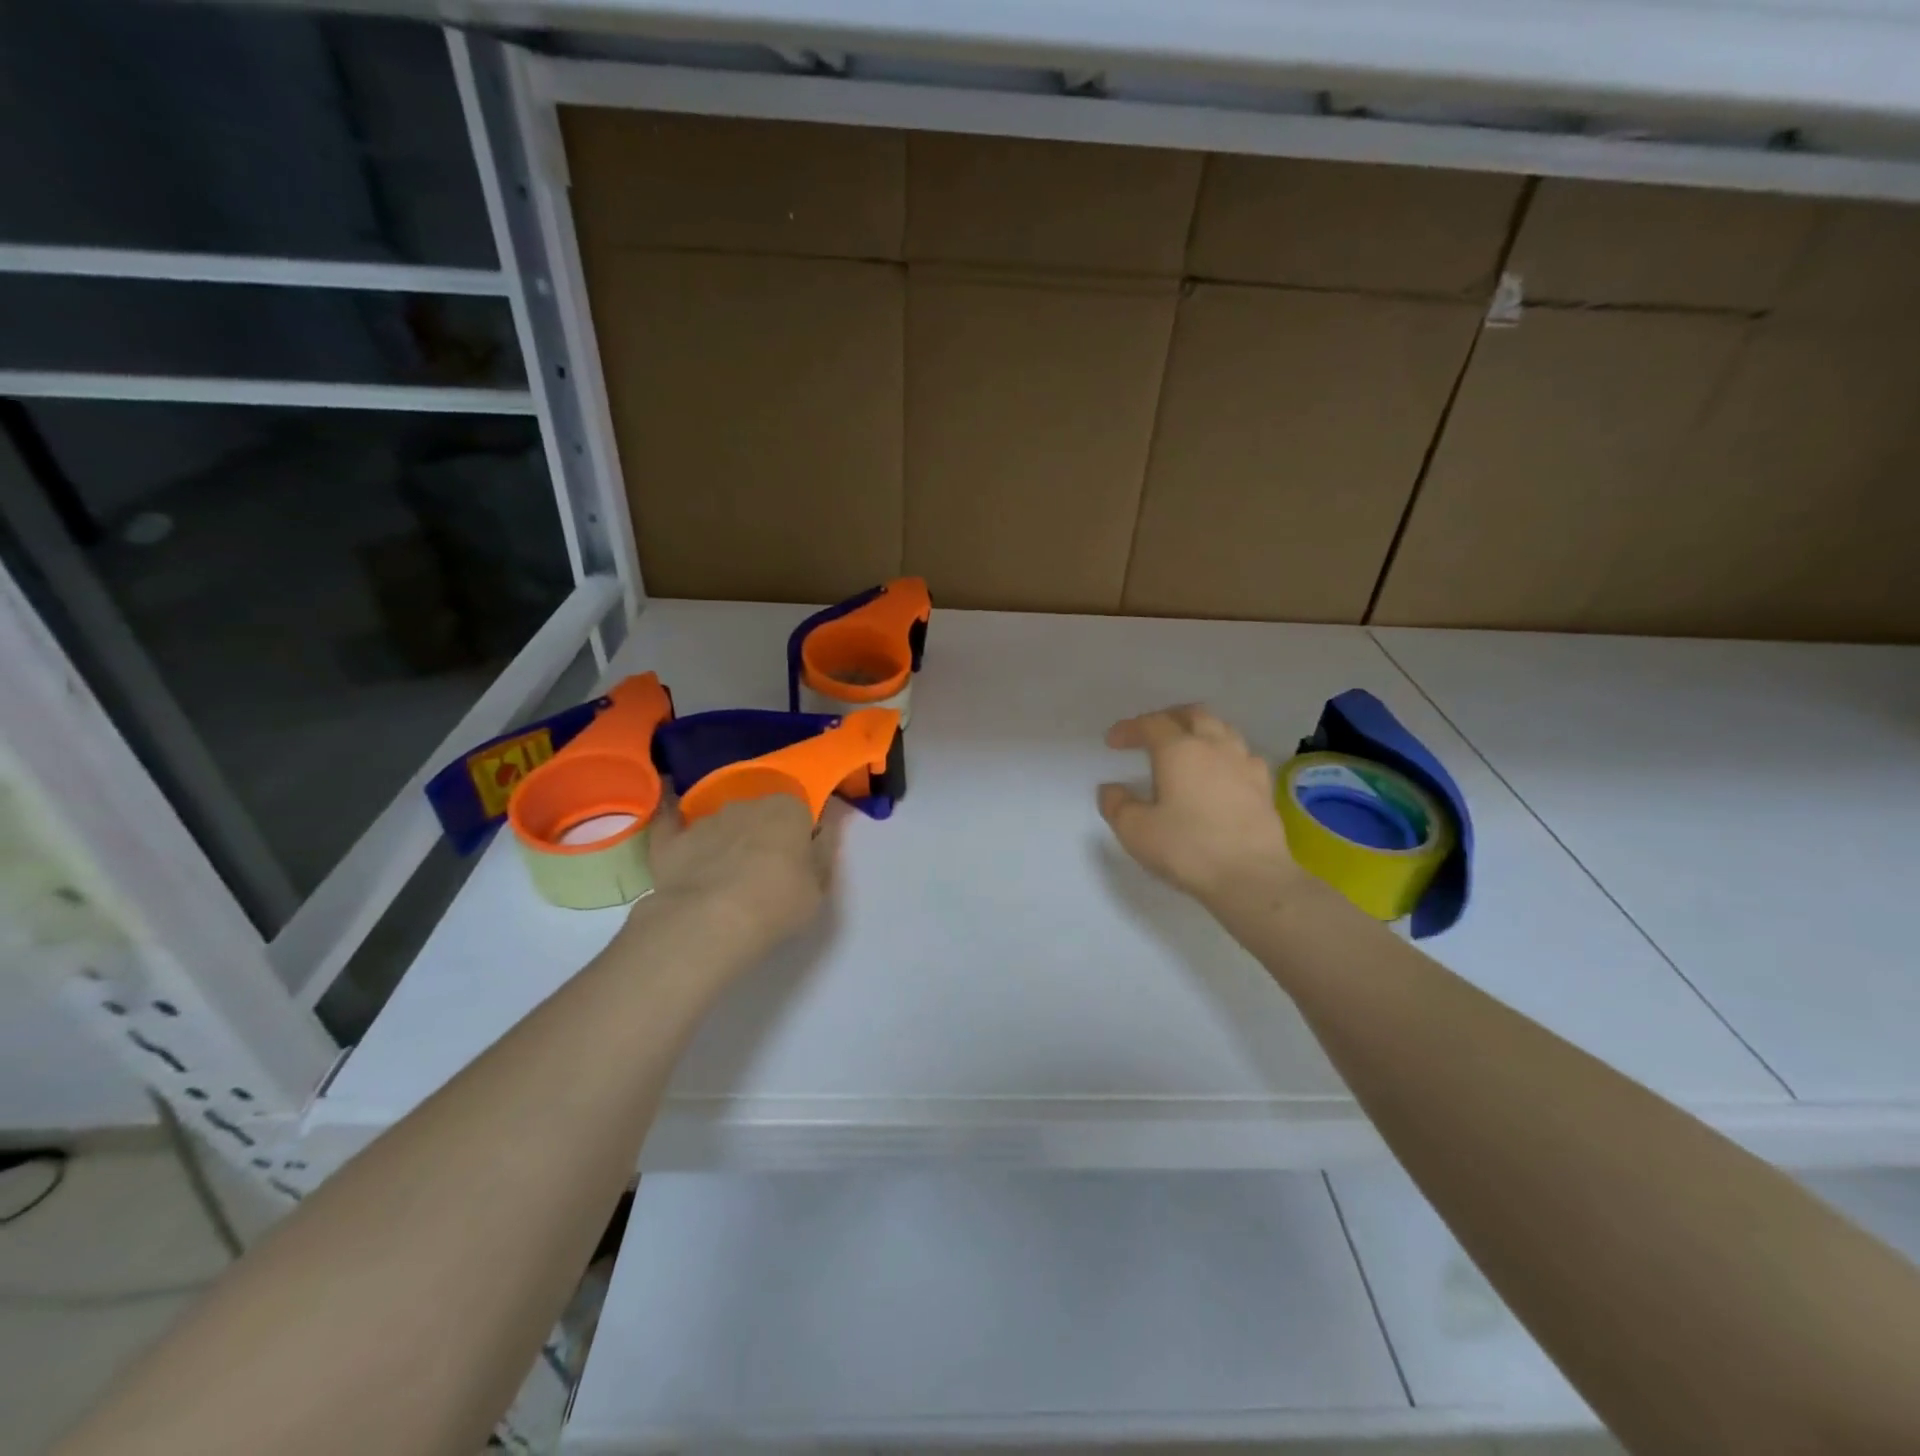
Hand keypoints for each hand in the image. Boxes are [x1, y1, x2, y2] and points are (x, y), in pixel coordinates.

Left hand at [644, 793, 846, 952]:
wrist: (708, 923)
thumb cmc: (777, 904)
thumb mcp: (819, 887)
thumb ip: (822, 852)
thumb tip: (823, 828)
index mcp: (788, 809)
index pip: (799, 809)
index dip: (798, 832)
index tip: (799, 856)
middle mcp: (746, 804)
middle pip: (758, 812)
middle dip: (761, 833)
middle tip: (764, 869)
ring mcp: (705, 820)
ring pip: (721, 822)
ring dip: (725, 839)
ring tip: (723, 875)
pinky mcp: (670, 840)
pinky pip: (672, 823)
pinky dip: (673, 821)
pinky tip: (670, 820)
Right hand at [1099, 705, 1303, 910]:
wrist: (1251, 877)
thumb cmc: (1187, 848)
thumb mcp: (1135, 830)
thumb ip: (1117, 805)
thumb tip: (1111, 789)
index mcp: (1179, 750)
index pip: (1151, 724)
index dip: (1129, 728)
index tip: (1113, 741)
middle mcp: (1215, 746)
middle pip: (1192, 715)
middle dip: (1168, 718)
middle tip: (1151, 733)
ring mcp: (1244, 764)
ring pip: (1222, 729)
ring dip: (1199, 731)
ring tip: (1186, 747)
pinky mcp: (1264, 786)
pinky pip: (1242, 755)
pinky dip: (1224, 754)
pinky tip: (1220, 772)